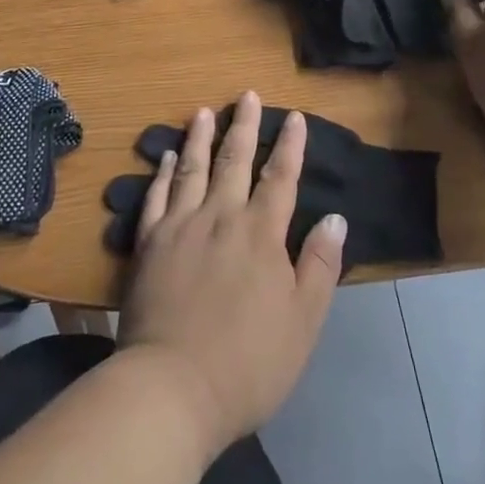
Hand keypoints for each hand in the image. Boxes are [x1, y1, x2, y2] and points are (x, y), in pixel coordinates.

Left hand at [117, 91, 346, 456]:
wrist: (172, 388)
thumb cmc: (248, 362)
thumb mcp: (303, 321)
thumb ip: (320, 265)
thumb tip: (335, 217)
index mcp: (261, 233)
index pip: (280, 177)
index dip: (289, 145)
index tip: (294, 117)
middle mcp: (221, 216)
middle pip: (235, 160)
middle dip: (244, 125)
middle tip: (246, 95)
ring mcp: (181, 226)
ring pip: (193, 168)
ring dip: (200, 137)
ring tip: (204, 111)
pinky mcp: (149, 244)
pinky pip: (157, 196)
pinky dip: (163, 173)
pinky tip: (166, 157)